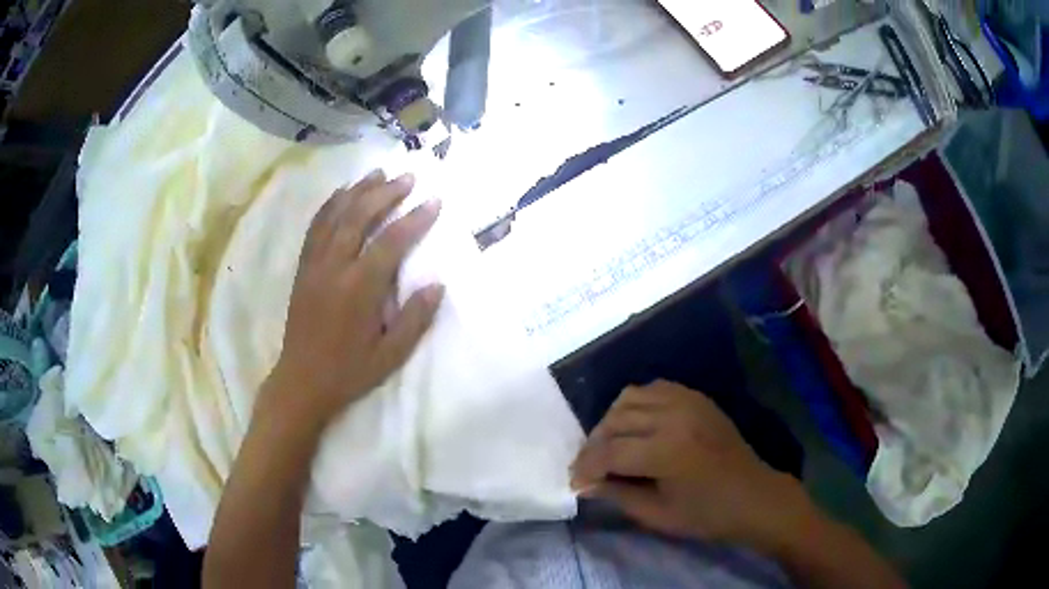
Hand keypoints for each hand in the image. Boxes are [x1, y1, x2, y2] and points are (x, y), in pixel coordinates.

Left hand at [261, 170, 444, 429]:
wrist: (302, 381)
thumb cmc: (349, 371)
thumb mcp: (390, 355)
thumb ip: (414, 319)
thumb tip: (437, 284)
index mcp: (359, 290)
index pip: (391, 243)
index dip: (415, 219)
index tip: (434, 201)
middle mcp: (334, 268)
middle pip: (360, 217)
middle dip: (386, 193)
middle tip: (408, 177)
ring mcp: (315, 265)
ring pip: (336, 216)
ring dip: (358, 190)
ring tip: (378, 172)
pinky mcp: (303, 268)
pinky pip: (315, 227)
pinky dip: (329, 205)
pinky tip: (341, 193)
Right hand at [571, 380, 814, 550]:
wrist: (753, 496)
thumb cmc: (707, 515)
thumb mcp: (658, 515)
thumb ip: (618, 496)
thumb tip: (585, 485)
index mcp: (667, 452)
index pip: (609, 453)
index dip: (585, 468)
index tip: (575, 482)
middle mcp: (674, 418)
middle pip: (615, 421)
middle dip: (594, 445)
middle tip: (589, 467)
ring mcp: (687, 402)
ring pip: (629, 398)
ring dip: (611, 421)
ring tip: (609, 445)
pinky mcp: (696, 398)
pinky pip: (654, 388)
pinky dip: (635, 403)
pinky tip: (635, 425)